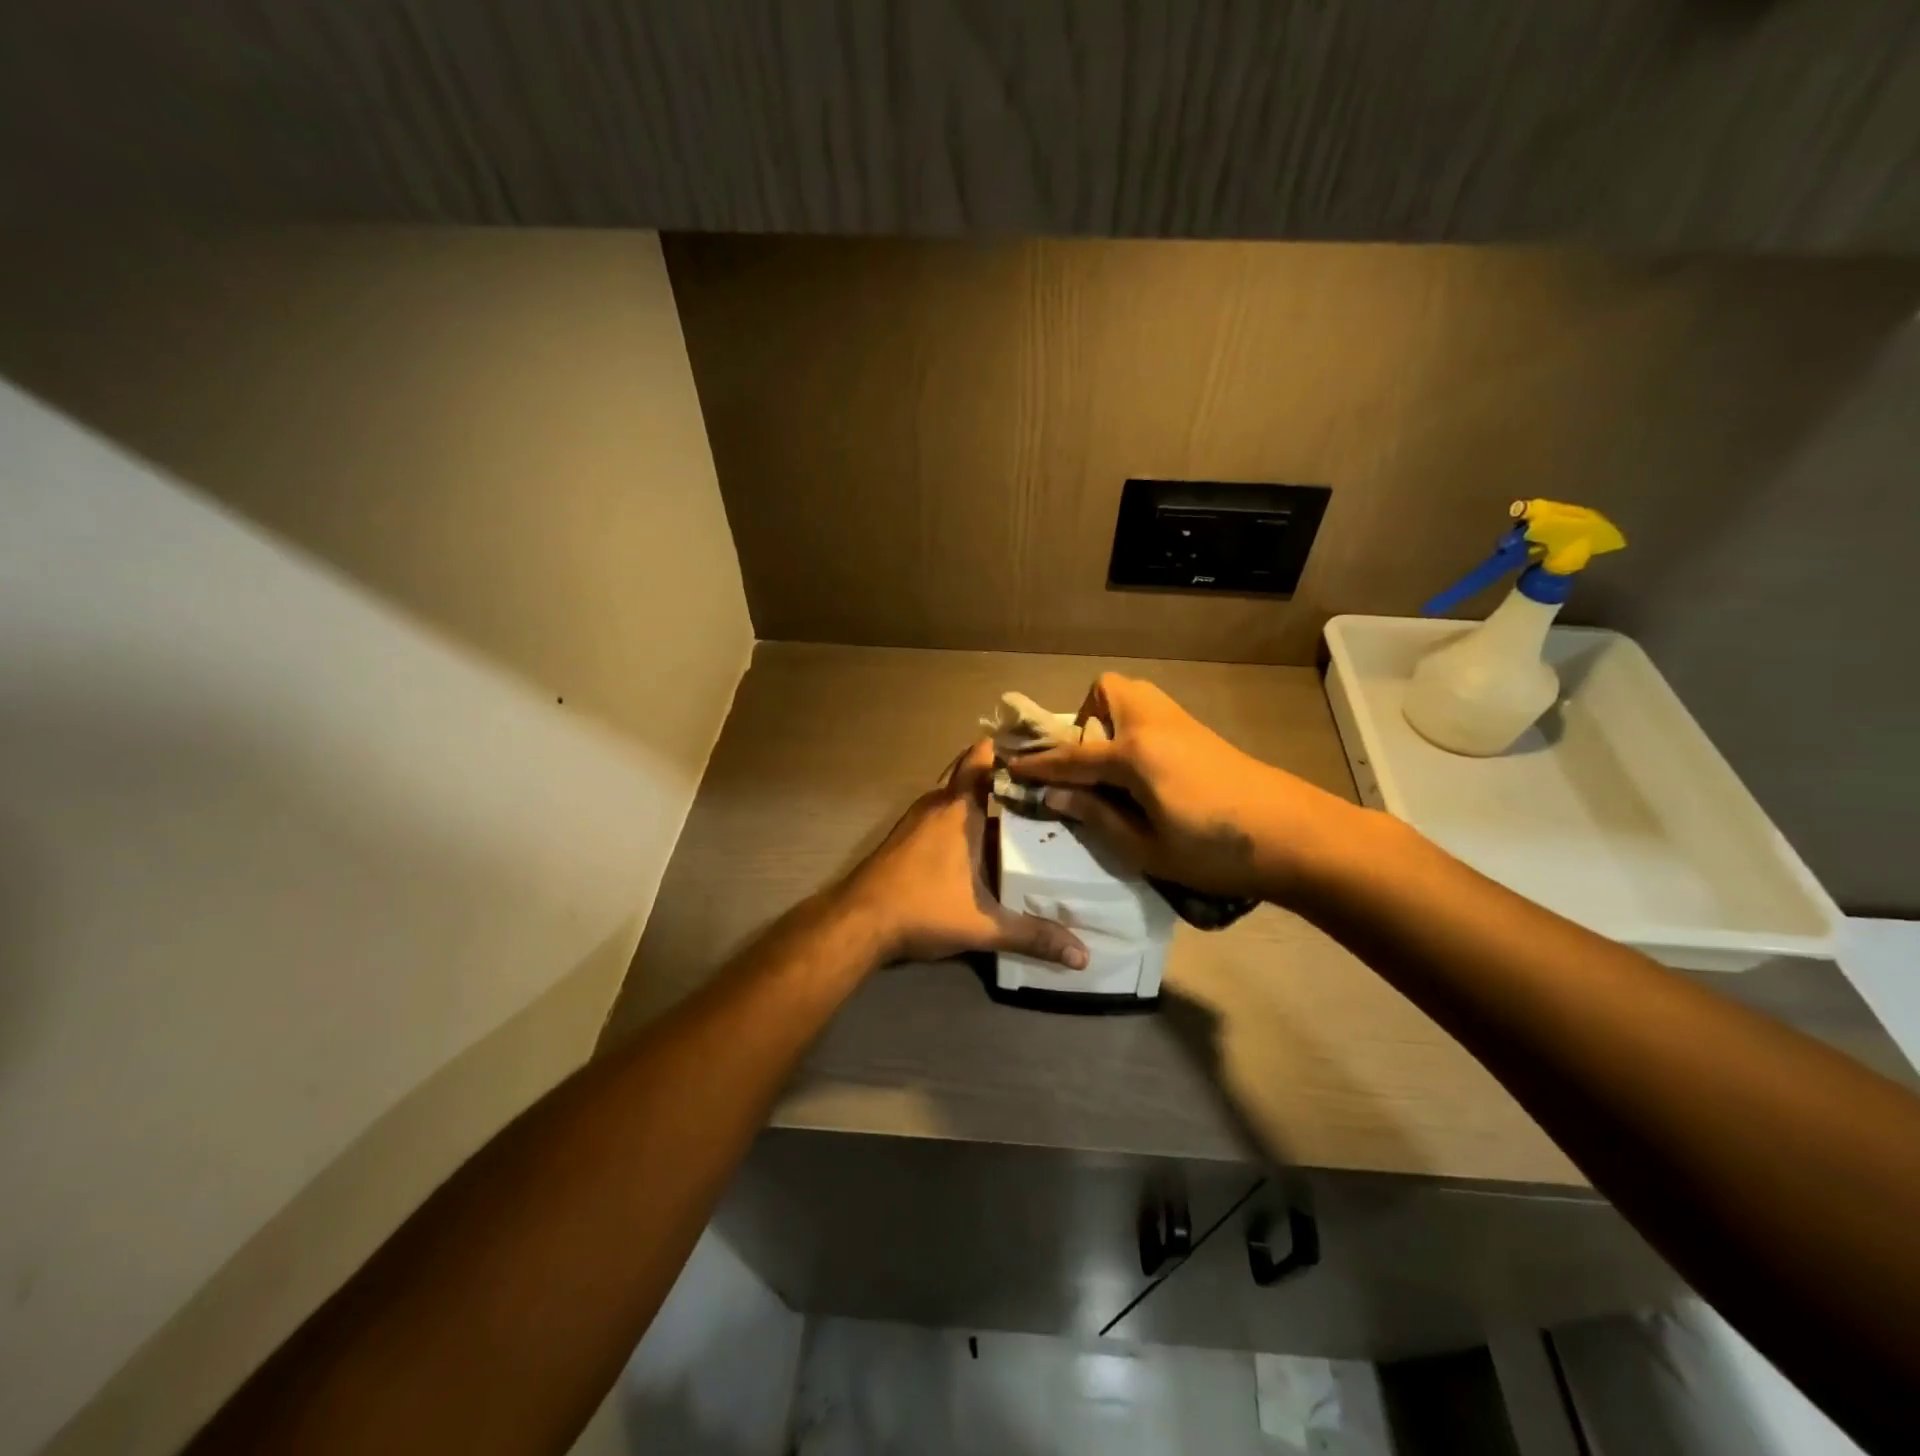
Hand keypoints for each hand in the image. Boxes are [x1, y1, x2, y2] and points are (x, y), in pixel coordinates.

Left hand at [840, 741, 1089, 968]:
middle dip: (998, 771)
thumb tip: (1083, 957)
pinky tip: (977, 838)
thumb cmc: (923, 908)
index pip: (982, 758)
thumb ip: (1032, 936)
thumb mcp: (983, 925)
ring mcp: (915, 819)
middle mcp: (936, 804)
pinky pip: (938, 811)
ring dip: (977, 794)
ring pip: (951, 792)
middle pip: (967, 770)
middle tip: (1036, 781)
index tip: (1040, 750)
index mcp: (958, 809)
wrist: (857, 922)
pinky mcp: (902, 836)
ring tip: (1016, 807)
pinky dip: (958, 813)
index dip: (1008, 748)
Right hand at [1007, 673, 1364, 903]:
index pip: (1071, 756)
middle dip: (1082, 720)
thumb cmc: (1216, 851)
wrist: (1297, 836)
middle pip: (1105, 691)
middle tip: (1084, 765)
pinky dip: (1133, 729)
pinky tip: (1144, 773)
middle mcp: (1153, 724)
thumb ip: (1096, 816)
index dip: (1037, 765)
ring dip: (1109, 720)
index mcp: (1134, 753)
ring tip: (1111, 769)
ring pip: (1131, 695)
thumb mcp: (1146, 848)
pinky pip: (1151, 713)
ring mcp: (1180, 723)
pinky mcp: (1200, 732)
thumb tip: (1053, 798)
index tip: (1008, 767)